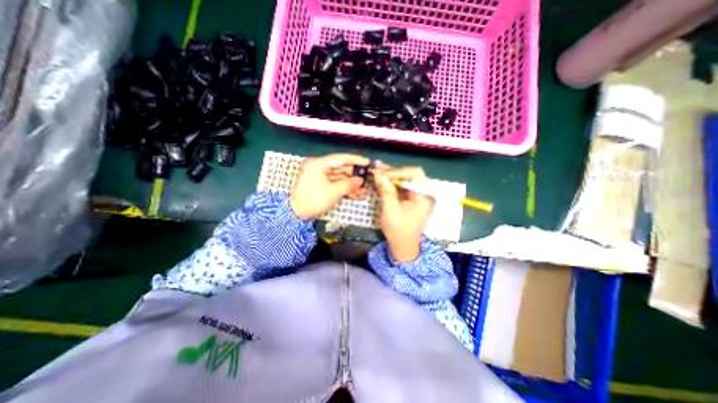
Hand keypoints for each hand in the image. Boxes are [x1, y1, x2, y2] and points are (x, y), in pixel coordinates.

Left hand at [289, 152, 369, 220]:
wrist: (296, 214)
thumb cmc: (312, 201)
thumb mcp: (334, 192)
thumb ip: (349, 184)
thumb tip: (360, 180)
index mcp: (318, 164)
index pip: (340, 158)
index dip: (355, 160)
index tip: (366, 162)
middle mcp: (318, 168)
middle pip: (340, 168)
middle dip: (354, 175)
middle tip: (367, 177)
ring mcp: (319, 177)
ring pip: (339, 177)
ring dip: (351, 184)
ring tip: (364, 189)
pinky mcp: (320, 185)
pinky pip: (335, 184)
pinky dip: (345, 188)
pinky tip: (356, 193)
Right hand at [373, 162, 433, 261]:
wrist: (403, 247)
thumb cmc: (398, 230)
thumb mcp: (390, 210)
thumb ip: (386, 190)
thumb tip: (378, 173)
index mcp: (424, 196)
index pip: (414, 173)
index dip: (397, 171)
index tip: (382, 173)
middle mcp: (424, 193)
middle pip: (410, 175)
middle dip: (393, 171)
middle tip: (377, 167)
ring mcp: (418, 196)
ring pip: (405, 179)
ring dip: (391, 175)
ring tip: (377, 169)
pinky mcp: (412, 199)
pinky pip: (403, 187)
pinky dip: (392, 183)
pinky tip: (382, 178)